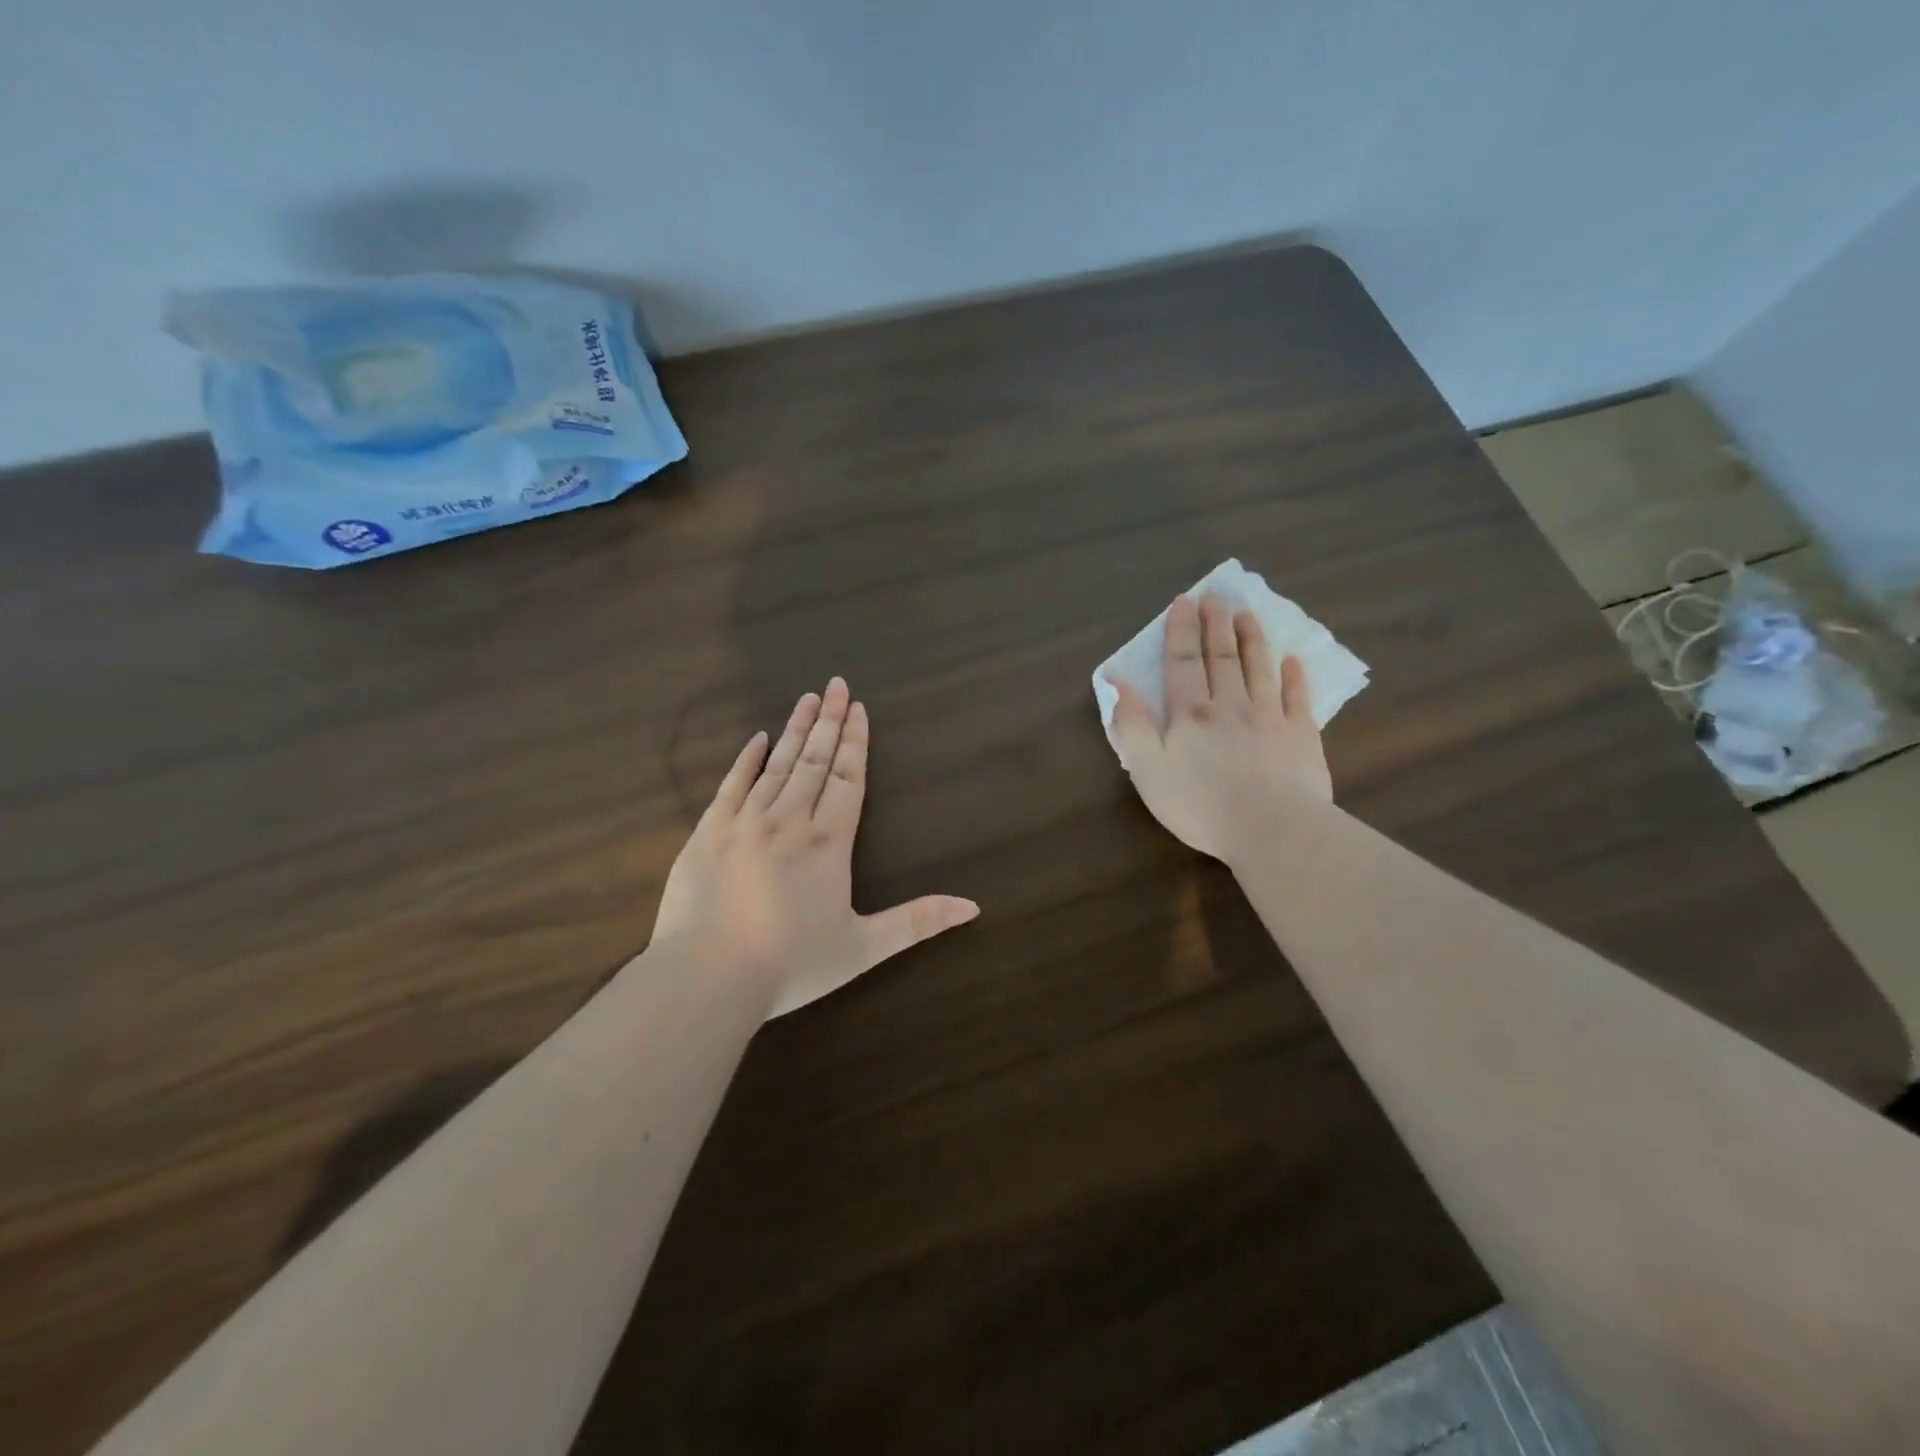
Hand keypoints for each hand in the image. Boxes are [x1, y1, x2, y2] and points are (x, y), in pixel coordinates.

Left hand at [651, 677, 979, 1017]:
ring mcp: (744, 822)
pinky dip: (747, 759)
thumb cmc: (791, 965)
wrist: (707, 978)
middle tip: (836, 684)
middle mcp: (789, 820)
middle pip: (815, 760)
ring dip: (796, 730)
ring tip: (807, 698)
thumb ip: (917, 923)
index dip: (856, 742)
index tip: (859, 709)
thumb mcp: (863, 948)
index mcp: (828, 842)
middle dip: (829, 721)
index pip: (848, 778)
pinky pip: (731, 784)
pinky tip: (758, 738)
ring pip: (777, 764)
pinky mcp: (708, 833)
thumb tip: (973, 907)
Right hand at [1107, 593, 1330, 863]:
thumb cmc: (1200, 805)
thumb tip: (1118, 684)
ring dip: (1252, 640)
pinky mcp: (1302, 737)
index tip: (1183, 602)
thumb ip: (1132, 726)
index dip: (1181, 631)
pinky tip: (1293, 661)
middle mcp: (1230, 706)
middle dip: (1216, 624)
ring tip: (1247, 614)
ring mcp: (1270, 718)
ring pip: (1259, 669)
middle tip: (1216, 596)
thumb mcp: (1148, 770)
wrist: (1271, 829)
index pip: (1184, 663)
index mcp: (1191, 714)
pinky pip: (1297, 699)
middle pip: (1222, 658)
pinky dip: (1294, 677)